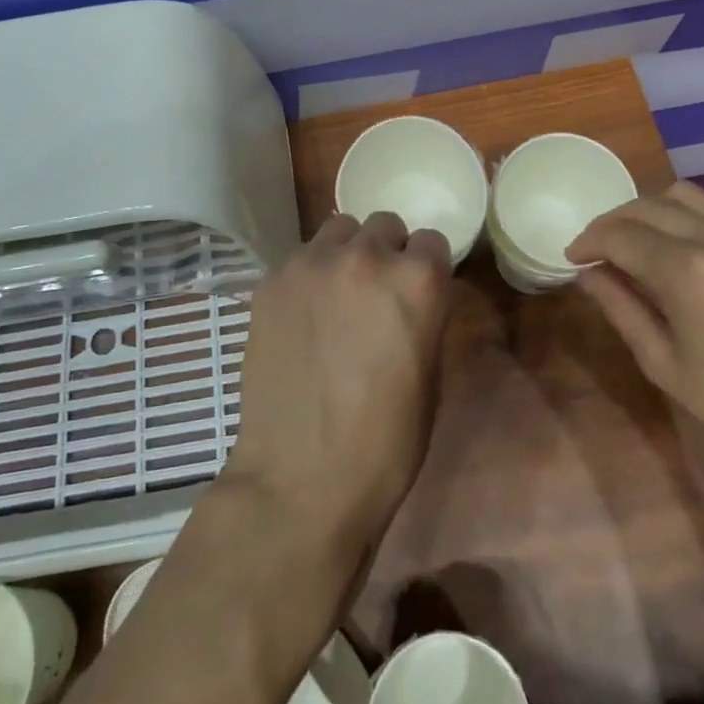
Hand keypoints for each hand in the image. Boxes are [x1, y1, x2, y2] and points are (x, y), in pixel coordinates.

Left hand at [222, 212, 453, 563]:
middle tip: (375, 293)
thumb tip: (410, 295)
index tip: (417, 291)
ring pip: (338, 230)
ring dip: (346, 253)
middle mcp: (365, 257)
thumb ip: (422, 314)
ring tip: (336, 296)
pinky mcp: (272, 280)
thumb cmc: (385, 443)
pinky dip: (308, 277)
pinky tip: (302, 317)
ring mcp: (312, 264)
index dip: (426, 266)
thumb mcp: (429, 375)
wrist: (301, 479)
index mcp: (417, 281)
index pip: (431, 239)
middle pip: (383, 224)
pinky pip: (300, 258)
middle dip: (386, 252)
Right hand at [569, 181, 703, 508]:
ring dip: (656, 213)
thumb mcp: (667, 366)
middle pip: (650, 205)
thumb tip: (589, 275)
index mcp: (689, 270)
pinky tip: (703, 262)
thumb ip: (621, 309)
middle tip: (602, 249)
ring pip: (691, 198)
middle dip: (616, 222)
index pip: (620, 235)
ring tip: (647, 245)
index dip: (589, 241)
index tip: (574, 256)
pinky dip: (701, 227)